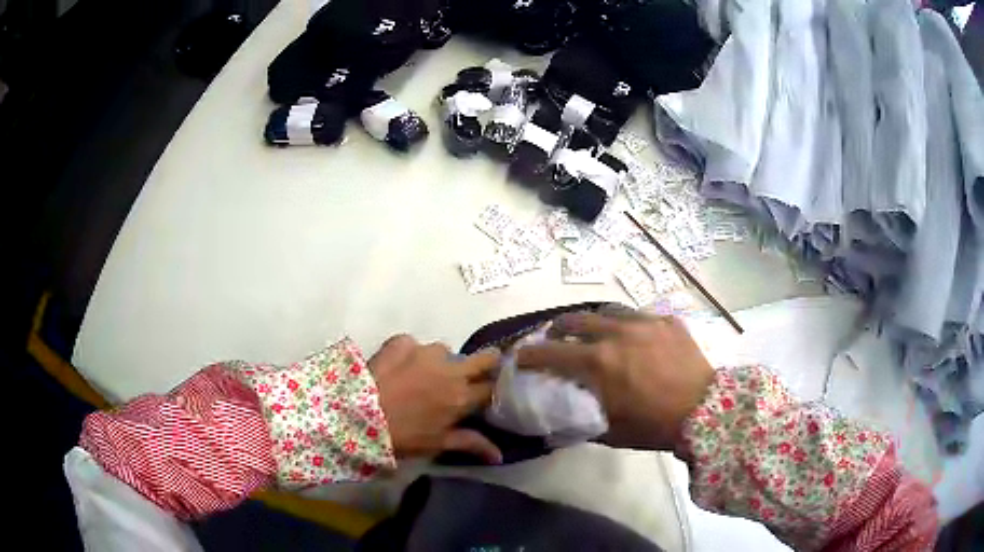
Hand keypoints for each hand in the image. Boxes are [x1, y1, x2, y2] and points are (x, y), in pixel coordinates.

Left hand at [371, 335, 502, 463]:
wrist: (357, 415)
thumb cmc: (402, 435)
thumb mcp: (437, 443)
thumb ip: (471, 444)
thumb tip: (500, 456)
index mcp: (461, 396)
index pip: (492, 386)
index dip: (494, 388)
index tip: (491, 390)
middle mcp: (450, 368)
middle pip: (484, 358)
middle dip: (486, 363)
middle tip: (474, 373)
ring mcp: (425, 351)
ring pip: (444, 352)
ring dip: (439, 362)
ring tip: (421, 376)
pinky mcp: (401, 341)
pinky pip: (413, 344)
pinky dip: (409, 354)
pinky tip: (397, 367)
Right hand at [516, 310, 714, 450]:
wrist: (705, 411)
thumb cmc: (654, 426)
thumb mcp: (611, 432)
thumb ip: (582, 421)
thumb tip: (562, 420)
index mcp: (598, 362)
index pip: (551, 353)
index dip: (531, 355)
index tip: (521, 357)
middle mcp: (616, 334)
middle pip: (575, 320)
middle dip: (558, 329)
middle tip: (555, 338)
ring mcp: (644, 323)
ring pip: (607, 311)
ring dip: (592, 321)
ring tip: (594, 332)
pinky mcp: (667, 321)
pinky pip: (639, 315)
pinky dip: (627, 325)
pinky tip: (634, 337)